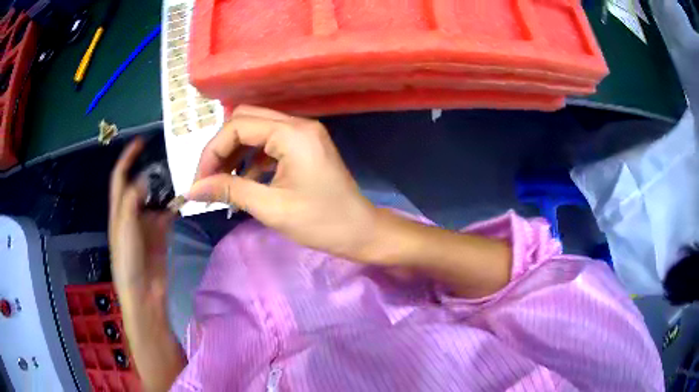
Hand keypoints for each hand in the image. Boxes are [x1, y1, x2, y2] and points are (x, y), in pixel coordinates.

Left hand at [109, 138, 174, 300]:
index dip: (127, 158)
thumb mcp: (125, 228)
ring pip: (155, 198)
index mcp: (119, 210)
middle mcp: (132, 213)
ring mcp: (147, 223)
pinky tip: (183, 197)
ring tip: (179, 173)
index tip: (141, 141)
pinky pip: (167, 213)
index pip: (120, 177)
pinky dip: (174, 205)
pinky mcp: (161, 234)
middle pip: (140, 184)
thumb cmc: (128, 260)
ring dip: (164, 187)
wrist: (143, 292)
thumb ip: (132, 200)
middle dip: (150, 170)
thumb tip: (145, 177)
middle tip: (168, 157)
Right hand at [187, 105, 377, 259]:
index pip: (237, 126)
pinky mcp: (304, 146)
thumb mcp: (271, 207)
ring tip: (222, 181)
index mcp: (292, 133)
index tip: (200, 182)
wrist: (361, 232)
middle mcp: (298, 124)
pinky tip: (244, 180)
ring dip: (235, 152)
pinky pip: (269, 142)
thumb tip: (193, 189)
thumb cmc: (321, 223)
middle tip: (209, 179)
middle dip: (221, 148)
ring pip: (256, 130)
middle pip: (245, 120)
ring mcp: (303, 133)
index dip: (212, 152)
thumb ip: (229, 190)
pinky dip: (251, 158)